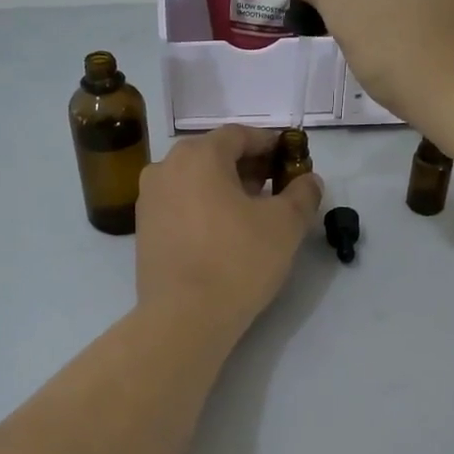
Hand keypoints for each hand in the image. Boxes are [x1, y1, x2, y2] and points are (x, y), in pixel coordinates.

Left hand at [135, 125, 322, 336]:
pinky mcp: (144, 230)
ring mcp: (149, 199)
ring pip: (194, 181)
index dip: (269, 144)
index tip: (290, 159)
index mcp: (198, 155)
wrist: (183, 317)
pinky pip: (180, 205)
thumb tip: (310, 180)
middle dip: (247, 166)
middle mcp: (165, 168)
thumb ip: (302, 194)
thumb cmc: (238, 261)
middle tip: (275, 186)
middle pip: (213, 155)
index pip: (239, 135)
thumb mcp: (285, 225)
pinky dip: (203, 208)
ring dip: (224, 188)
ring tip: (252, 212)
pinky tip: (223, 233)